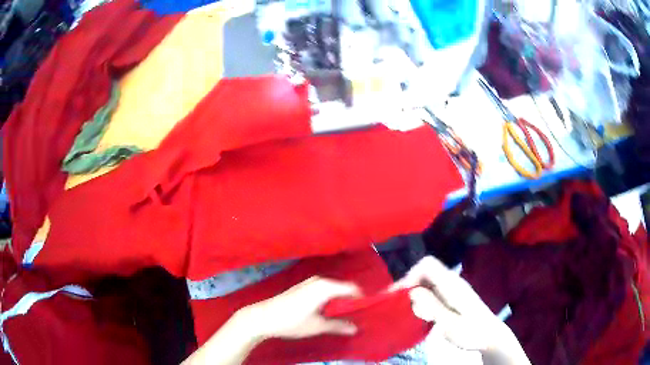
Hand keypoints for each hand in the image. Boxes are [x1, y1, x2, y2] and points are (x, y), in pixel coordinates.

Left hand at [240, 276, 360, 339]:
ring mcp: (309, 283)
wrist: (262, 317)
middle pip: (343, 287)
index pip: (352, 289)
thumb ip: (338, 326)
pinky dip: (330, 298)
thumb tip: (355, 328)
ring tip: (347, 313)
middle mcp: (319, 280)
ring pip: (333, 289)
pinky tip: (329, 310)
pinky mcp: (302, 287)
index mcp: (325, 287)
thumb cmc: (291, 321)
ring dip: (340, 299)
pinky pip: (323, 290)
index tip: (370, 308)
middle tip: (360, 313)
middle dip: (352, 299)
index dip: (362, 298)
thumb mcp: (317, 326)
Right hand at [392, 256, 509, 350]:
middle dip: (409, 285)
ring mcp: (453, 288)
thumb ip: (432, 307)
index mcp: (452, 285)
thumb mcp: (449, 324)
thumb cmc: (472, 332)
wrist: (491, 336)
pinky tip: (420, 313)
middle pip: (425, 271)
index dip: (410, 275)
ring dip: (415, 293)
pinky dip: (422, 298)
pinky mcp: (453, 296)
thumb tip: (412, 291)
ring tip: (407, 311)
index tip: (398, 295)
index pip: (427, 264)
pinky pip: (432, 290)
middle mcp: (452, 281)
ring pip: (428, 281)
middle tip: (398, 305)